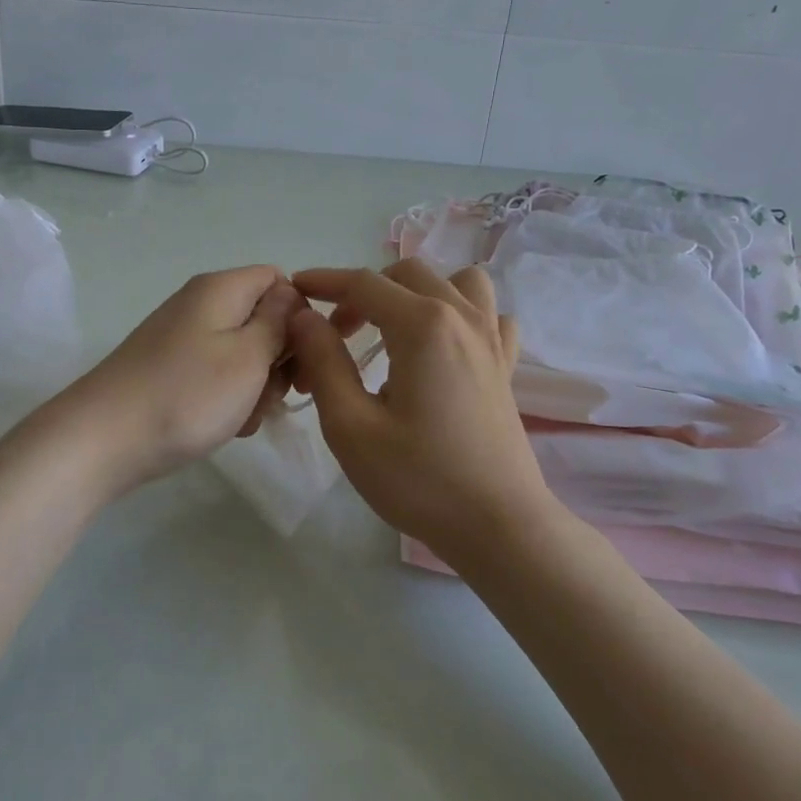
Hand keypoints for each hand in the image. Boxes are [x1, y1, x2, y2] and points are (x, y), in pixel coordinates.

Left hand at [59, 265, 305, 492]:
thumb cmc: (187, 395)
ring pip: (242, 352)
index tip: (302, 358)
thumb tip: (289, 296)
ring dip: (255, 386)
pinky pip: (215, 374)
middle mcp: (200, 304)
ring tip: (243, 418)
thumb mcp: (249, 357)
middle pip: (262, 318)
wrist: (102, 440)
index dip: (299, 316)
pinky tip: (224, 426)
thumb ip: (278, 322)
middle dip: (278, 358)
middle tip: (274, 395)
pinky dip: (228, 398)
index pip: (279, 281)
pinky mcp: (170, 368)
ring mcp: (182, 337)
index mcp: (222, 288)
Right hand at [289, 261, 552, 560]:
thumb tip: (304, 316)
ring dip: (419, 291)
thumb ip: (323, 362)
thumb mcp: (351, 426)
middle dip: (364, 291)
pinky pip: (488, 315)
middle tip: (337, 333)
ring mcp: (491, 339)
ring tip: (395, 328)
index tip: (295, 290)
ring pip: (457, 281)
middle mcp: (462, 317)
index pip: (364, 283)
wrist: (498, 526)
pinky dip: (463, 315)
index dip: (324, 282)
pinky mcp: (506, 365)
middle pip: (406, 274)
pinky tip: (445, 348)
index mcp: (422, 325)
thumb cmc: (418, 479)